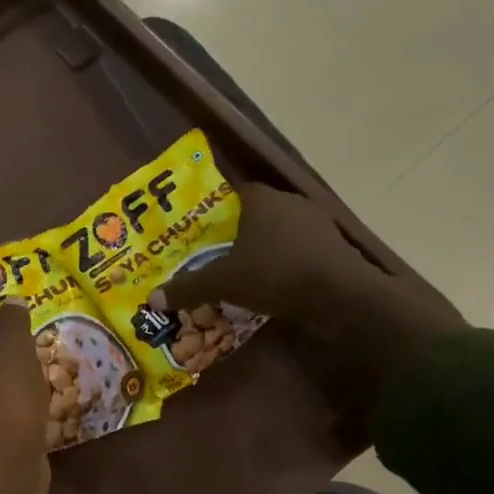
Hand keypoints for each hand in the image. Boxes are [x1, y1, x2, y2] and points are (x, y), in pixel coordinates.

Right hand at [163, 182, 464, 381]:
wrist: (341, 296)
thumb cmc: (276, 275)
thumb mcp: (224, 283)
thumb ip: (189, 288)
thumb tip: (152, 299)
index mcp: (261, 199)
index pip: (232, 195)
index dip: (215, 214)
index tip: (202, 236)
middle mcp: (289, 202)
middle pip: (255, 214)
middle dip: (237, 234)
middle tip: (216, 257)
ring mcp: (316, 223)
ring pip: (279, 233)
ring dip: (264, 250)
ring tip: (243, 274)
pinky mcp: (333, 246)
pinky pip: (299, 250)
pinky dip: (286, 263)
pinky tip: (274, 284)